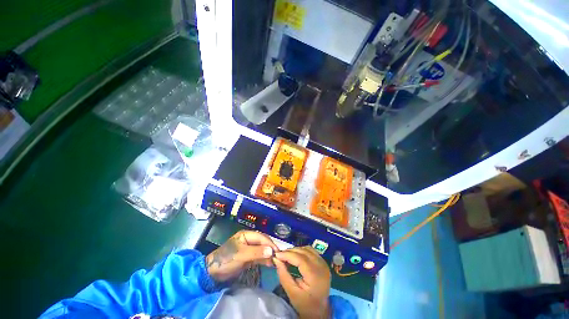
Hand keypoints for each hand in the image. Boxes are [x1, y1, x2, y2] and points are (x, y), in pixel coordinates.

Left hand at [206, 230, 277, 281]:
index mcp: (246, 235)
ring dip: (268, 255)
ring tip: (276, 262)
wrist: (213, 273)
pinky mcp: (249, 257)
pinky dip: (264, 260)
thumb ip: (256, 252)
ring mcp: (249, 248)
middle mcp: (249, 239)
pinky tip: (270, 264)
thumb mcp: (241, 255)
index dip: (270, 244)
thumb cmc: (226, 260)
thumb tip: (271, 251)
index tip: (278, 252)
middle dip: (270, 249)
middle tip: (278, 257)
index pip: (261, 237)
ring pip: (262, 250)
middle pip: (263, 242)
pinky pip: (259, 256)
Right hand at [274, 246, 330, 318]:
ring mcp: (324, 263)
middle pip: (304, 252)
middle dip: (290, 251)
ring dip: (296, 250)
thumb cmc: (305, 304)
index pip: (300, 259)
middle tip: (280, 255)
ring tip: (287, 255)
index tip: (276, 254)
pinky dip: (302, 250)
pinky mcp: (323, 262)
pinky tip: (296, 256)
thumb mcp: (292, 293)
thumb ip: (283, 275)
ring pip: (307, 249)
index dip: (287, 254)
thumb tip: (276, 259)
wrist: (319, 311)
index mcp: (315, 276)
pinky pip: (311, 251)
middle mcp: (322, 266)